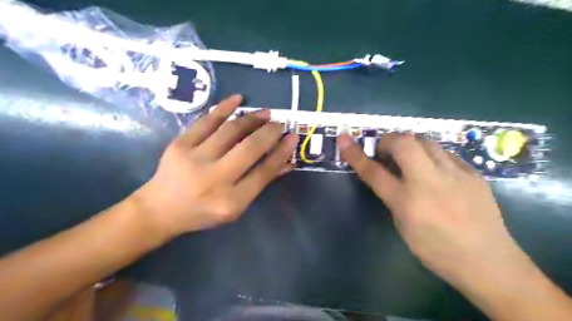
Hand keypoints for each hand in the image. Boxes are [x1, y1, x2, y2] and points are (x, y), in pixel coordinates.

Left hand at [130, 97, 296, 239]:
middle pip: (250, 148)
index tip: (293, 137)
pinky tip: (239, 99)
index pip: (264, 171)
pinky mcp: (180, 144)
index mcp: (230, 201)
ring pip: (231, 130)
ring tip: (265, 113)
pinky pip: (206, 120)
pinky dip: (224, 107)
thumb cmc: (203, 212)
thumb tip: (286, 161)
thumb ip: (260, 183)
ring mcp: (194, 159)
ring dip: (252, 118)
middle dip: (270, 132)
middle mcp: (214, 179)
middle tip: (280, 123)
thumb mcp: (236, 207)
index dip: (281, 152)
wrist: (160, 209)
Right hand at [337, 134, 524, 282]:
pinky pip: (445, 153)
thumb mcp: (403, 226)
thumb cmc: (436, 251)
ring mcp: (455, 175)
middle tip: (385, 151)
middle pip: (404, 143)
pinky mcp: (473, 174)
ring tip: (409, 158)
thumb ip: (394, 197)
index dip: (355, 154)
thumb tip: (391, 176)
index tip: (343, 138)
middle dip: (388, 140)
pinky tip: (434, 170)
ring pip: (426, 141)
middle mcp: (430, 183)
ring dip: (410, 145)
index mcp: (407, 202)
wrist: (488, 262)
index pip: (373, 172)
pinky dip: (431, 155)